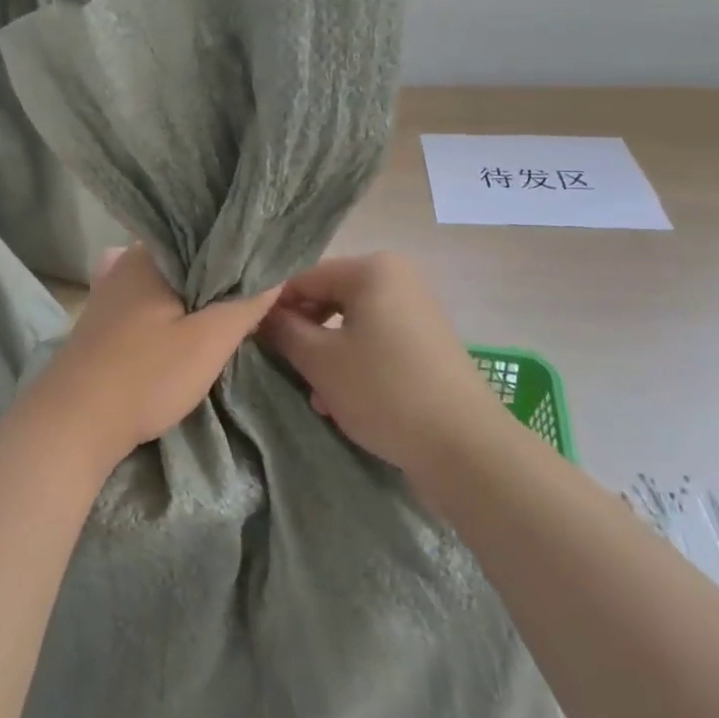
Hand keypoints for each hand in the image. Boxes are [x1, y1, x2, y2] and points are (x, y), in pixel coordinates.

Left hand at [25, 245, 278, 473]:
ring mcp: (110, 290)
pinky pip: (149, 299)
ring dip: (195, 292)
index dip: (239, 247)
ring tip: (230, 305)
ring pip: (167, 280)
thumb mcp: (209, 340)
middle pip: (187, 257)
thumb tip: (278, 271)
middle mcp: (126, 261)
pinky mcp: (104, 320)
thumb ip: (246, 303)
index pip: (207, 233)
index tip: (268, 263)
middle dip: (219, 271)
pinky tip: (187, 321)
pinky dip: (171, 306)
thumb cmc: (145, 375)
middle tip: (257, 288)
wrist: (73, 424)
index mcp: (150, 253)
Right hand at [257, 252, 508, 478]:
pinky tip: (340, 403)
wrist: (465, 448)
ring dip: (325, 357)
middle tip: (283, 369)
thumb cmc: (384, 391)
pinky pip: (375, 343)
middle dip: (303, 335)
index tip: (253, 340)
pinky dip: (354, 365)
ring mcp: (415, 311)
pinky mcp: (425, 344)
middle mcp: (397, 279)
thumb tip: (260, 315)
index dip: (274, 307)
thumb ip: (283, 331)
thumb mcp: (321, 361)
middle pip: (328, 299)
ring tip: (313, 395)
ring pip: (350, 325)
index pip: (304, 277)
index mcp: (373, 269)